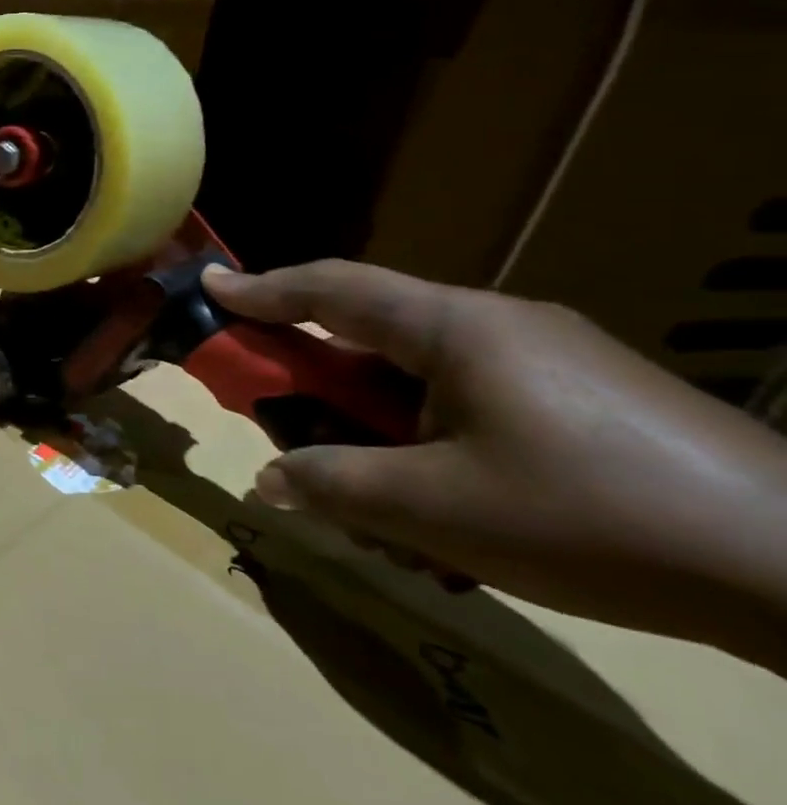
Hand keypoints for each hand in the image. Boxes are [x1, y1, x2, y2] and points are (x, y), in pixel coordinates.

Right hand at [202, 260, 786, 672]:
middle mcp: (498, 327)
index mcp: (456, 328)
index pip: (332, 289)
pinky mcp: (585, 401)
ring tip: (374, 503)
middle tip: (283, 422)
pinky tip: (447, 513)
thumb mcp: (435, 509)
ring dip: (378, 428)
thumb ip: (333, 483)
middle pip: (373, 335)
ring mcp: (549, 361)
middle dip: (319, 381)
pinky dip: (432, 442)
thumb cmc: (594, 518)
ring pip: (423, 379)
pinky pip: (473, 403)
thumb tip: (270, 477)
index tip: (210, 286)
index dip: (262, 289)